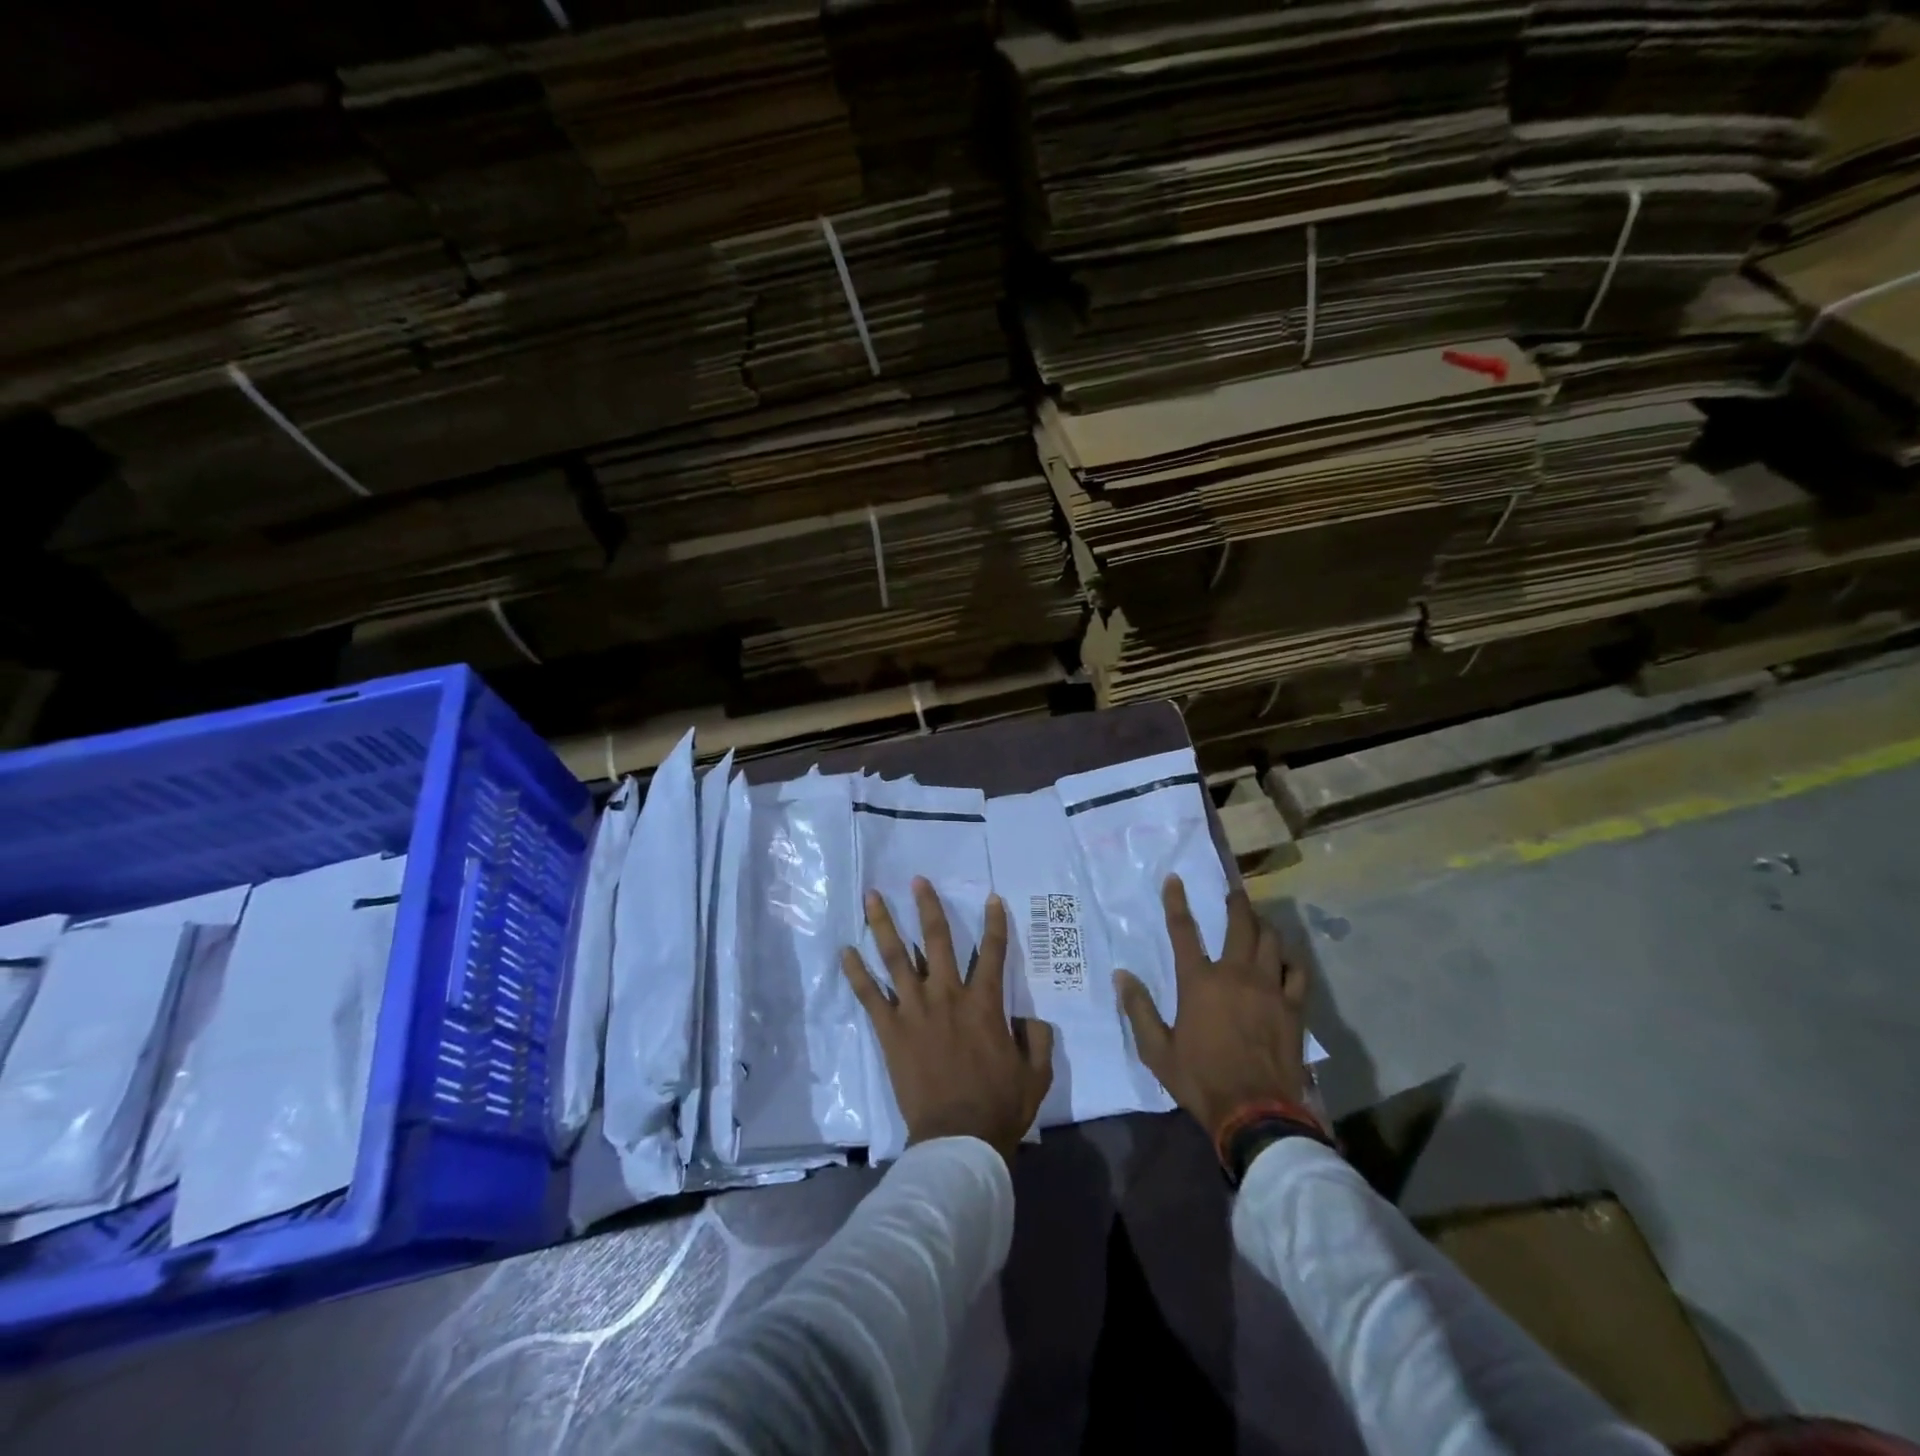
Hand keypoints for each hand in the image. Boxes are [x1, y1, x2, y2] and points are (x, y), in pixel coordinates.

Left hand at [841, 878, 1055, 1165]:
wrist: (957, 1139)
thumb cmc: (999, 1106)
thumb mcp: (1036, 1073)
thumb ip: (1037, 1038)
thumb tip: (1030, 1017)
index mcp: (984, 1004)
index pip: (993, 952)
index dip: (995, 923)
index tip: (992, 898)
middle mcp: (948, 996)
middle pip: (937, 940)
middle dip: (928, 907)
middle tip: (917, 880)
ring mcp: (915, 1011)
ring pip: (896, 957)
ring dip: (884, 924)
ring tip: (872, 897)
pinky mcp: (891, 1031)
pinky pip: (870, 996)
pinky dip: (856, 973)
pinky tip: (845, 951)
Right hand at [1115, 876, 1312, 1141]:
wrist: (1256, 1113)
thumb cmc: (1201, 1080)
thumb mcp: (1157, 1050)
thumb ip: (1138, 1009)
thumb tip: (1121, 975)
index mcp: (1199, 982)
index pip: (1183, 930)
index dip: (1176, 901)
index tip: (1175, 879)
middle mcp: (1235, 975)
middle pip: (1240, 925)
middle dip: (1236, 903)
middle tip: (1234, 891)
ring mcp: (1269, 988)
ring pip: (1272, 941)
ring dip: (1264, 926)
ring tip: (1259, 921)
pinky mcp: (1293, 1007)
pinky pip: (1297, 971)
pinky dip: (1290, 959)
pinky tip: (1286, 959)